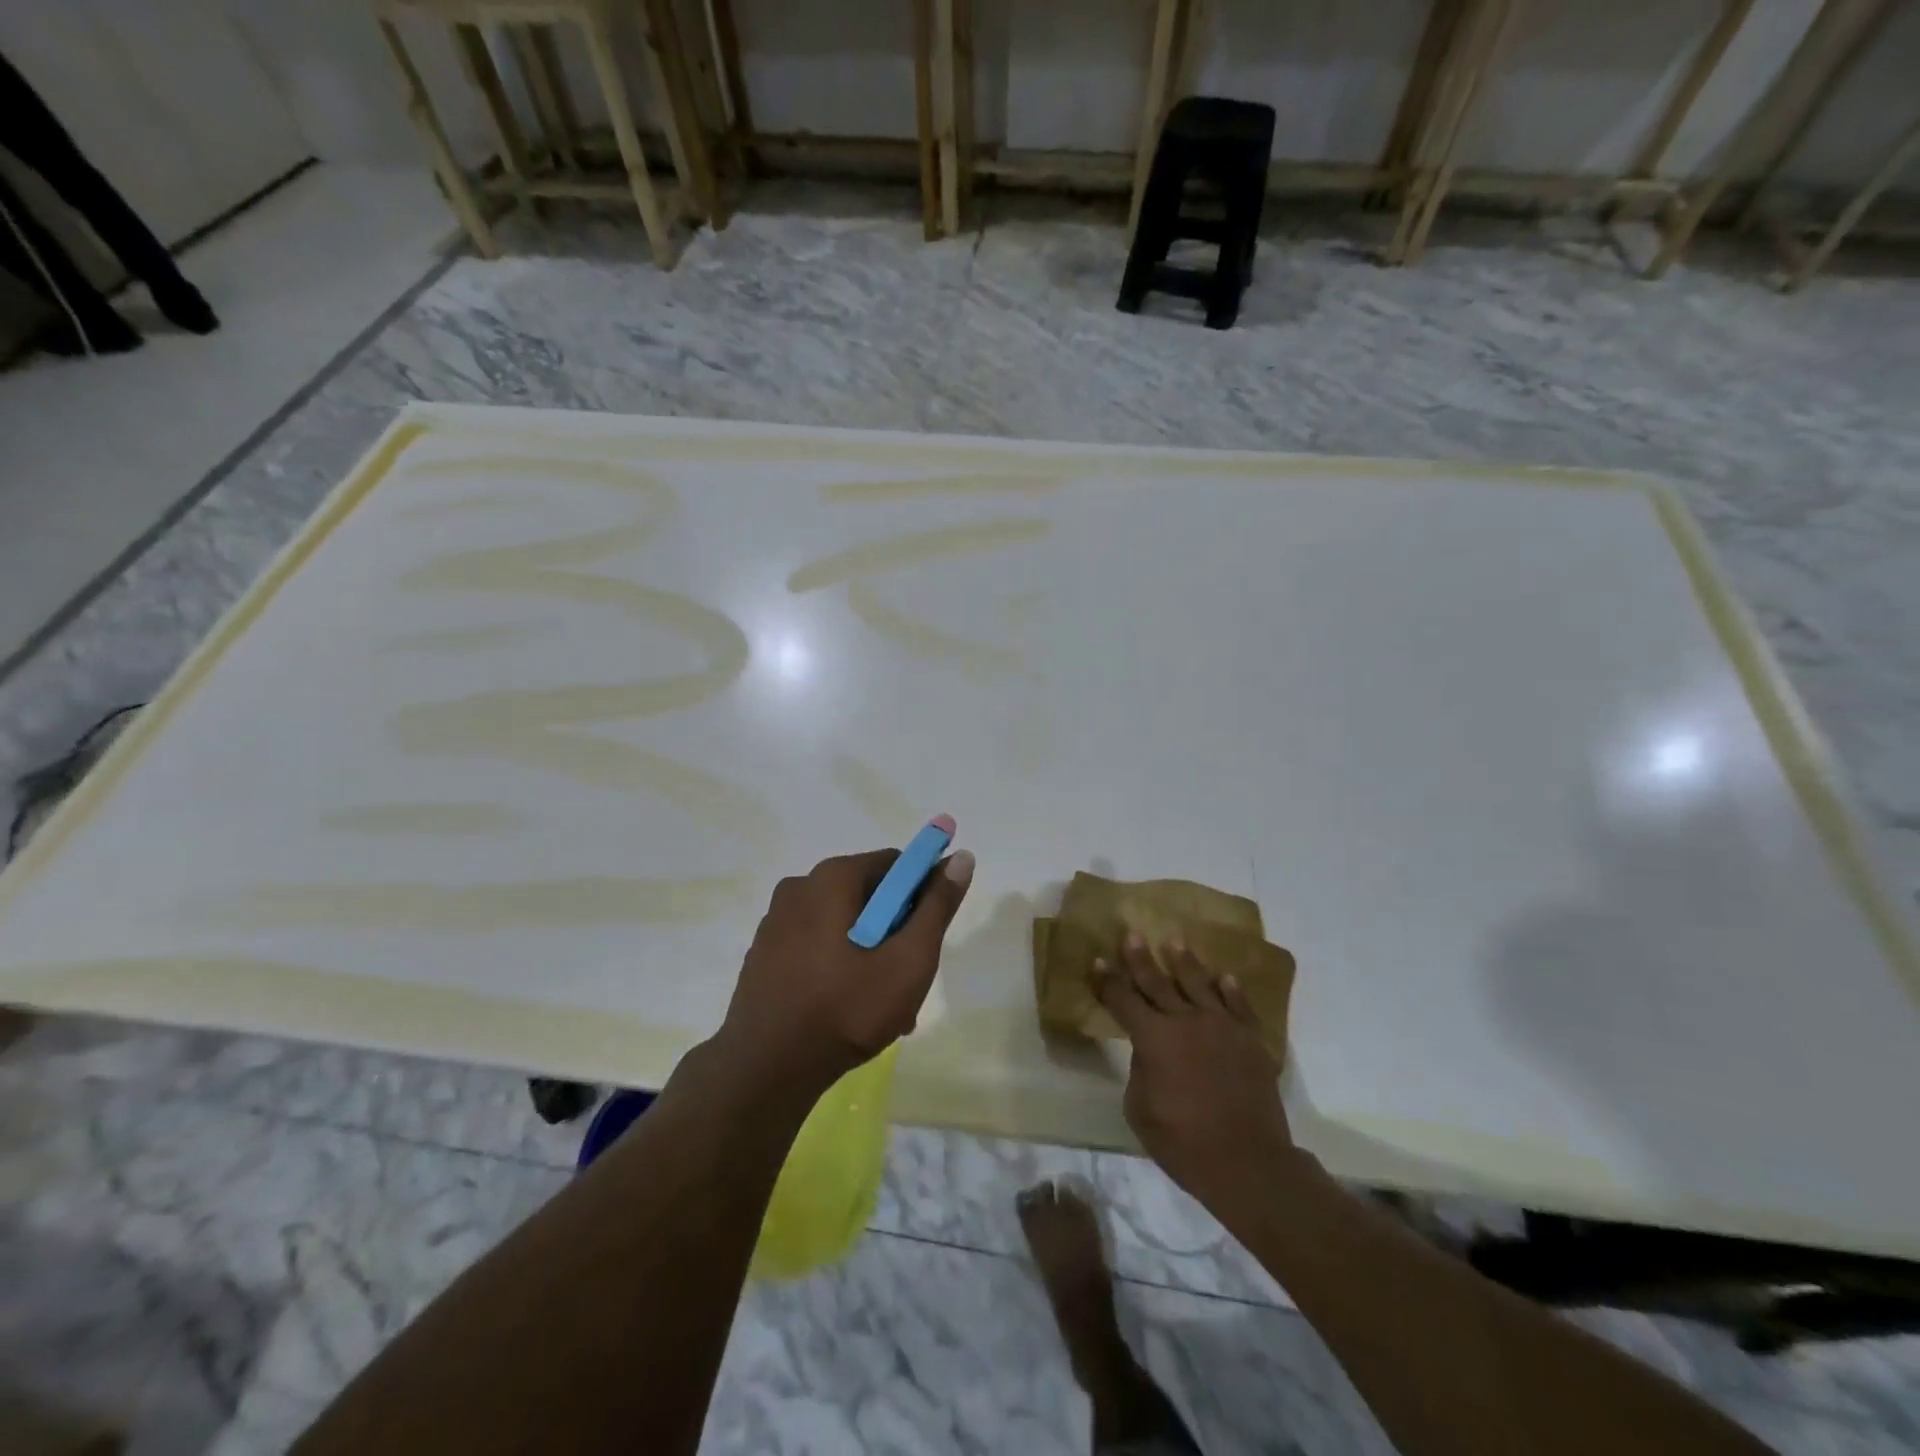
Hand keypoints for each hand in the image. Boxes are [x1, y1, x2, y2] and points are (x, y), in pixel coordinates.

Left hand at [714, 846, 975, 1097]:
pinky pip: (814, 945)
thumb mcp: (909, 960)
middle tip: (907, 979)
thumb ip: (937, 906)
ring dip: (868, 952)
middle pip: (868, 894)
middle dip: (894, 930)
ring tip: (880, 1005)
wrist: (765, 1070)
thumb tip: (961, 856)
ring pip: (841, 923)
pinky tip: (845, 1009)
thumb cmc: (846, 1009)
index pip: (895, 865)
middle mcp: (799, 886)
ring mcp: (775, 920)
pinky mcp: (763, 953)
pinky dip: (837, 965)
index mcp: (832, 877)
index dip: (921, 896)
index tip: (926, 939)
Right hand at [1096, 933, 1293, 1202]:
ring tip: (1175, 941)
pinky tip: (1225, 977)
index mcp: (1153, 1038)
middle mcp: (1186, 1022)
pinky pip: (1239, 1006)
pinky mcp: (1251, 1040)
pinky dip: (1230, 990)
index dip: (1108, 981)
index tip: (1099, 960)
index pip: (1123, 1000)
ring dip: (1184, 962)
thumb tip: (1149, 1052)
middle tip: (1132, 934)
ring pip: (1199, 985)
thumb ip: (1140, 1070)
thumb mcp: (1139, 1110)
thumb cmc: (1183, 1142)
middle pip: (1158, 983)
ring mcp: (1222, 1027)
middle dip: (1141, 959)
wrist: (1248, 1162)